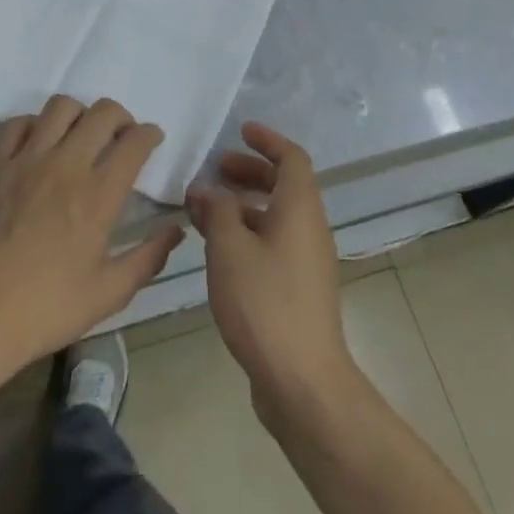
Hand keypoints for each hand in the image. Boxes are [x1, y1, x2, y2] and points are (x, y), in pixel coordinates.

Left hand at [0, 95, 183, 374]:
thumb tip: (175, 230)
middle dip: (121, 117)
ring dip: (80, 115)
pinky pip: (18, 124)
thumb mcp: (110, 293)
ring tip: (80, 136)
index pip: (134, 142)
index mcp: (99, 195)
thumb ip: (148, 257)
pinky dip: (35, 125)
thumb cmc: (49, 308)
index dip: (150, 134)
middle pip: (102, 113)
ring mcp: (27, 161)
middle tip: (121, 137)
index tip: (152, 140)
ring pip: (61, 107)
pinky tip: (40, 145)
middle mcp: (66, 166)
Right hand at [187, 123, 355, 420]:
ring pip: (275, 217)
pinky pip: (273, 244)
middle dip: (249, 172)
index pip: (292, 158)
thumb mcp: (230, 249)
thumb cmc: (265, 303)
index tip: (240, 131)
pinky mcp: (298, 290)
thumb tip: (206, 190)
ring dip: (242, 206)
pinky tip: (217, 250)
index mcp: (300, 209)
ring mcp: (307, 262)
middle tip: (215, 171)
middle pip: (284, 186)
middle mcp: (309, 229)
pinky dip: (247, 234)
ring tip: (204, 210)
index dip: (267, 140)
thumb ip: (216, 212)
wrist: (302, 381)